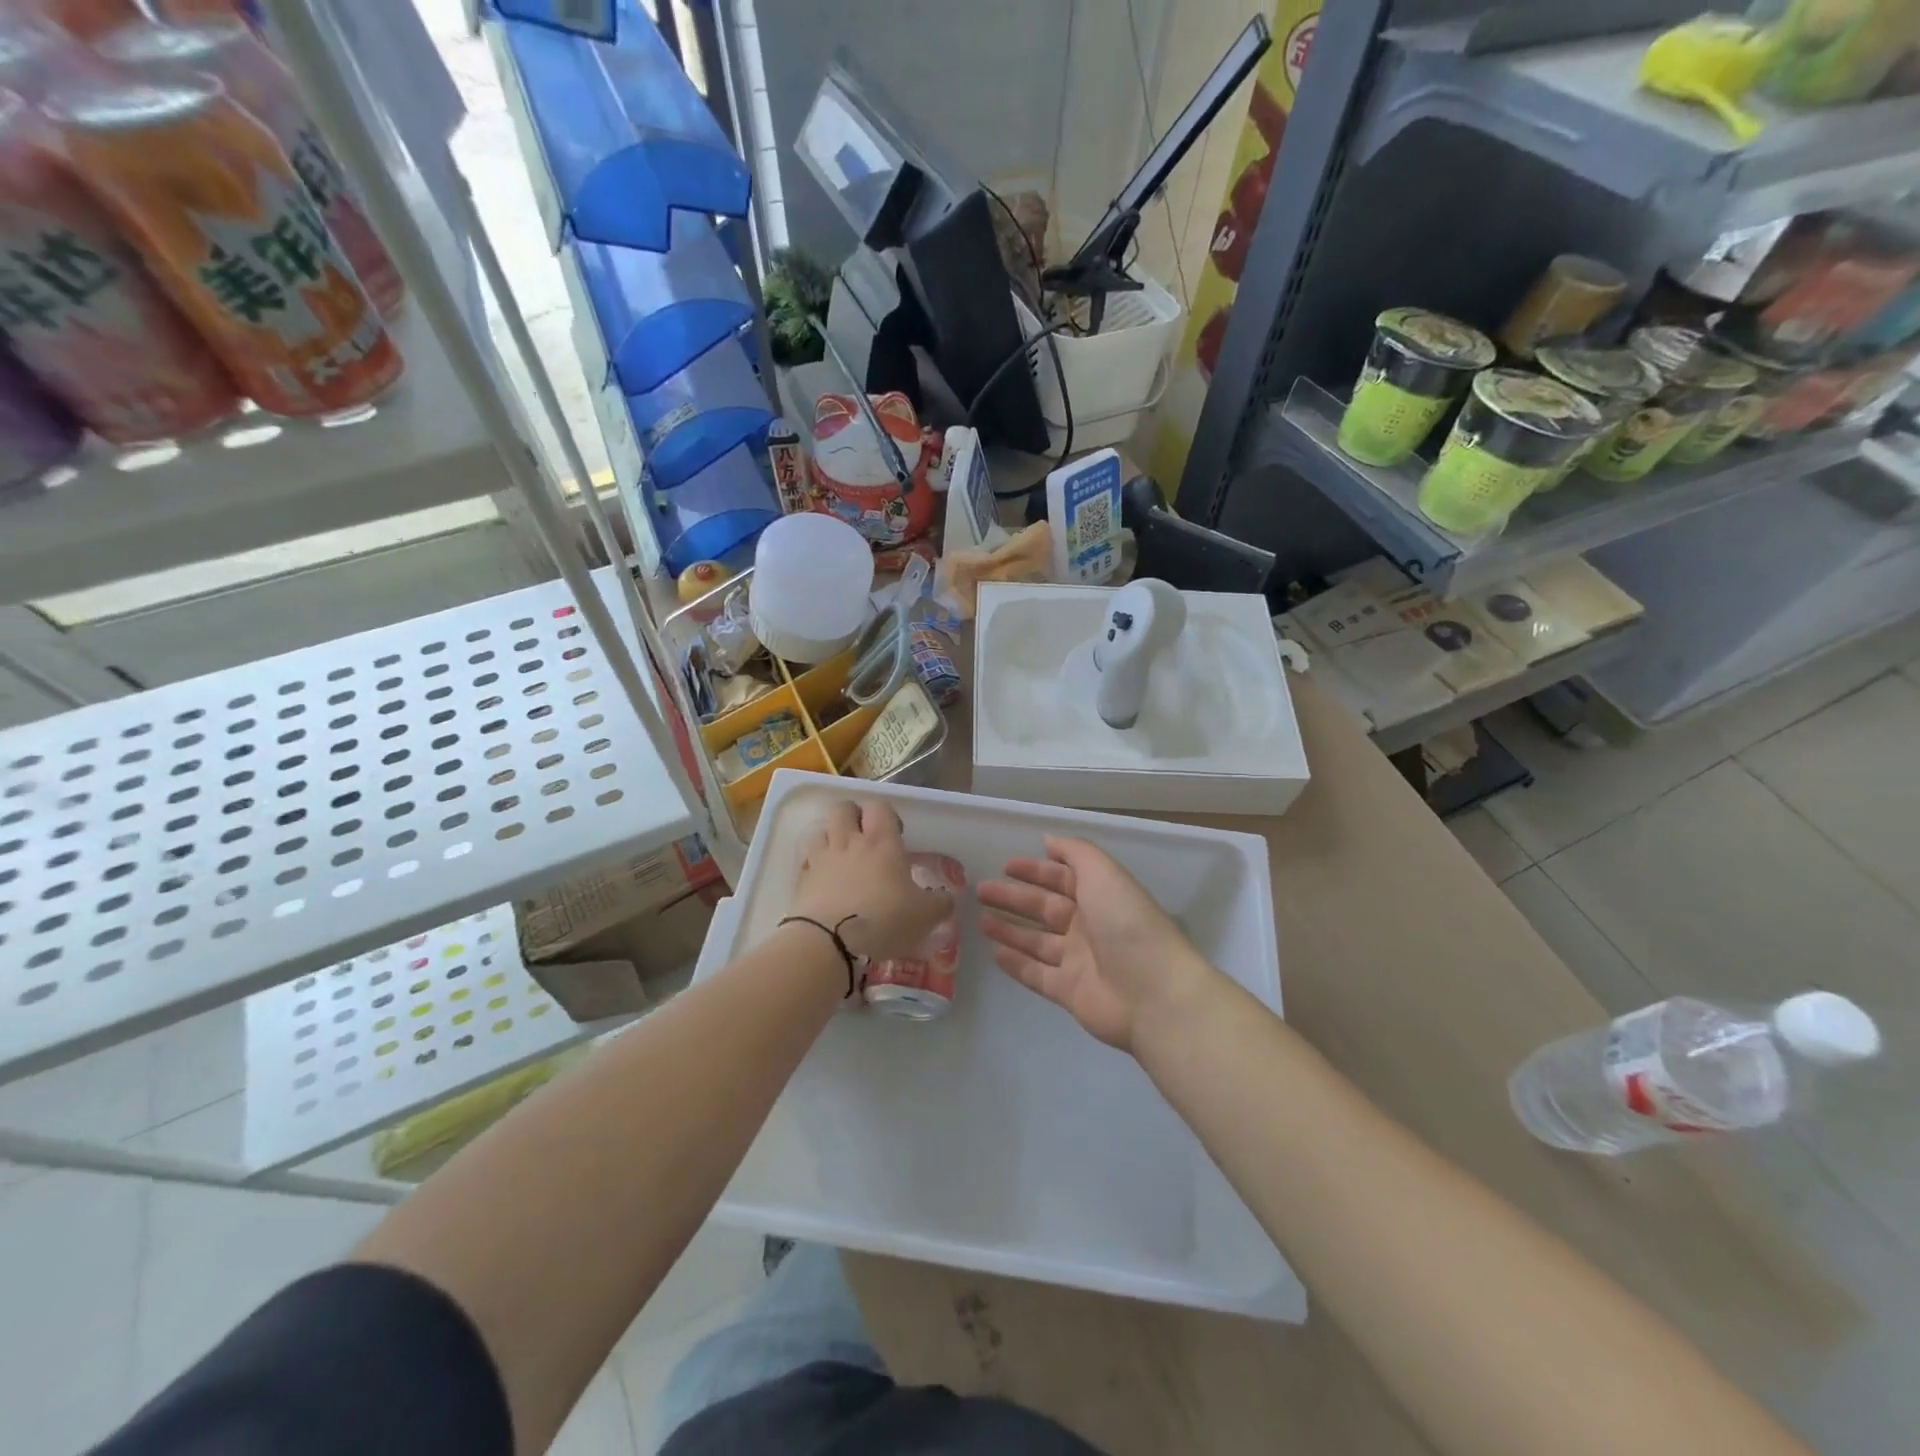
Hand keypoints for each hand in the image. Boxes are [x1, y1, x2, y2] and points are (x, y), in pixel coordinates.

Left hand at [789, 799, 954, 960]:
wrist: (828, 942)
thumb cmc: (884, 921)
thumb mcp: (924, 916)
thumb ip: (940, 904)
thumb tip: (947, 898)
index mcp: (882, 843)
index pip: (880, 807)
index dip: (887, 815)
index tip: (895, 835)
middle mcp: (849, 842)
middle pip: (843, 808)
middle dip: (853, 816)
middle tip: (865, 838)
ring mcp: (822, 859)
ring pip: (821, 830)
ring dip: (831, 838)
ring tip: (842, 859)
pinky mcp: (802, 880)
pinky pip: (807, 861)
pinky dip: (815, 865)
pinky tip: (825, 882)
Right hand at [977, 836, 1215, 1051]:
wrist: (1152, 993)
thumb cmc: (1127, 924)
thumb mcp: (1103, 874)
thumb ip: (1075, 853)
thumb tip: (1048, 840)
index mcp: (1101, 896)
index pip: (1063, 878)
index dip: (1035, 870)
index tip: (1005, 865)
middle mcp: (1089, 926)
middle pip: (1045, 908)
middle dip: (1014, 897)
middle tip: (982, 890)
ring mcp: (1079, 960)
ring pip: (1037, 941)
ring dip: (1010, 929)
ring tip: (980, 919)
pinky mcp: (1069, 991)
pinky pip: (1036, 974)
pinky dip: (1016, 963)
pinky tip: (994, 953)